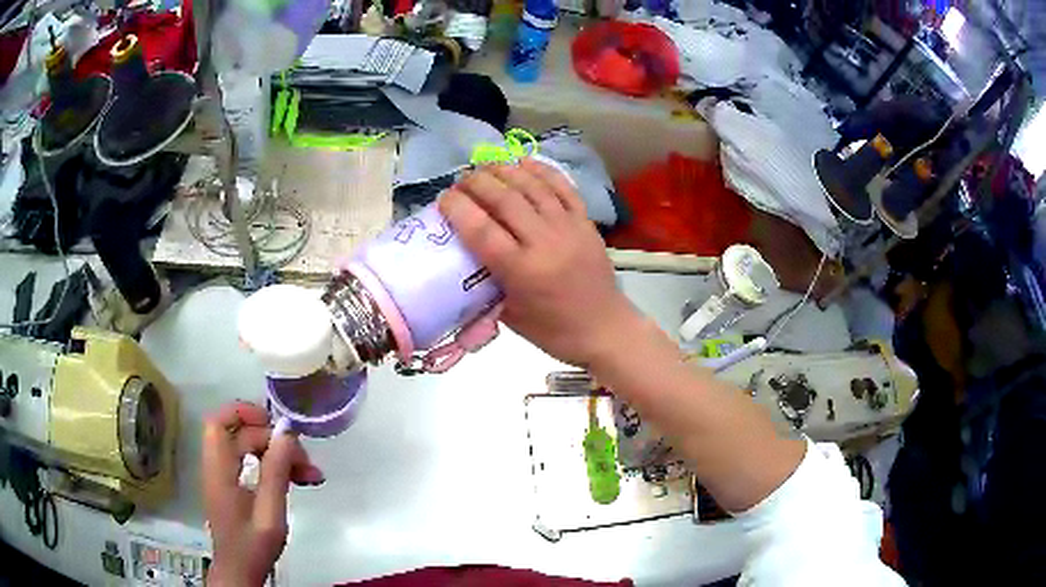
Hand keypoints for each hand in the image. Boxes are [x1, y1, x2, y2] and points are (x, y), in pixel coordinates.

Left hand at [202, 402, 323, 585]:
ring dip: (279, 455)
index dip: (244, 412)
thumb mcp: (270, 513)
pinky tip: (298, 480)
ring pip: (250, 449)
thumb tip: (287, 434)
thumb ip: (276, 473)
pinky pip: (253, 464)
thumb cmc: (253, 546)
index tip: (275, 424)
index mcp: (220, 469)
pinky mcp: (234, 487)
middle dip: (275, 442)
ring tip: (310, 474)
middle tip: (305, 461)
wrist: (240, 572)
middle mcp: (218, 466)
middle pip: (242, 435)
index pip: (219, 422)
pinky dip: (274, 467)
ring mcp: (225, 476)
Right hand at [440, 159, 639, 367]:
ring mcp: (569, 227)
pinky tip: (523, 161)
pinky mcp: (585, 221)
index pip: (482, 230)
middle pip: (505, 199)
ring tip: (485, 165)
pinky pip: (562, 187)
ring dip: (505, 170)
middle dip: (477, 183)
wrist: (605, 329)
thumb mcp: (510, 317)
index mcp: (522, 271)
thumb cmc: (554, 331)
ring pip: (533, 186)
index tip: (443, 199)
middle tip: (461, 181)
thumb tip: (464, 259)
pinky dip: (541, 170)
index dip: (458, 208)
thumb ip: (486, 285)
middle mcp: (545, 242)